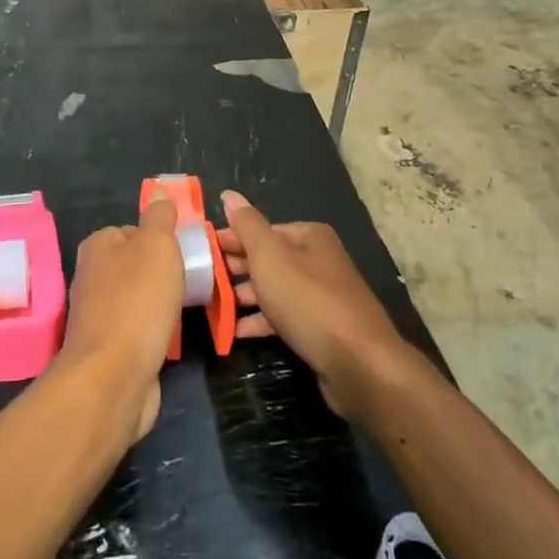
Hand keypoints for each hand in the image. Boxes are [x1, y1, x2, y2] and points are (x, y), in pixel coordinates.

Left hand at [59, 196, 184, 441]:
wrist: (114, 375)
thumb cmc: (138, 300)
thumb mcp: (157, 245)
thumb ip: (160, 217)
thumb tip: (159, 194)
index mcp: (98, 246)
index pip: (133, 230)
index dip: (161, 239)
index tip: (185, 252)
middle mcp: (92, 276)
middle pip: (137, 265)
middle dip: (164, 273)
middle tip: (192, 280)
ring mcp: (97, 314)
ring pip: (138, 298)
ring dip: (161, 304)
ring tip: (186, 309)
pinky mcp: (108, 348)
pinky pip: (138, 329)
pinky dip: (155, 331)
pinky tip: (170, 337)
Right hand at [219, 190, 412, 418]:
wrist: (359, 364)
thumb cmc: (308, 301)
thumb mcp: (270, 257)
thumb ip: (247, 226)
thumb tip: (229, 195)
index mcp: (308, 236)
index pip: (260, 230)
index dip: (230, 239)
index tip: (200, 252)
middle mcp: (318, 260)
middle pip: (268, 258)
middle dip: (235, 269)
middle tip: (202, 280)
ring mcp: (322, 295)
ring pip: (274, 288)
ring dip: (245, 296)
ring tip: (213, 306)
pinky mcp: (322, 327)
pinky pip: (284, 317)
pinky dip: (261, 321)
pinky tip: (236, 331)